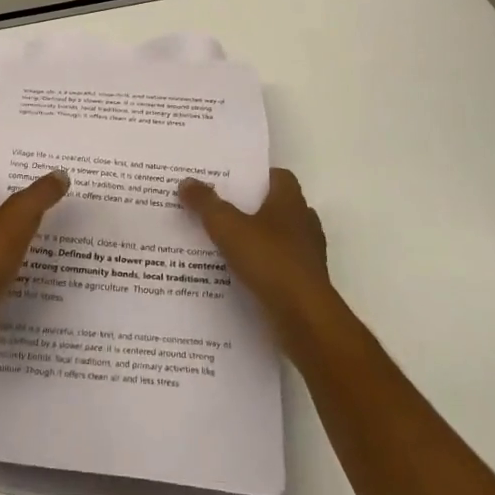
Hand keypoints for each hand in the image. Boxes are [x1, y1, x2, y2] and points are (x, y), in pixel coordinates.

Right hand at [179, 169, 339, 350]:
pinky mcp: (306, 283)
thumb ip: (206, 203)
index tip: (232, 180)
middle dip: (252, 208)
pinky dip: (263, 267)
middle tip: (219, 209)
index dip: (257, 176)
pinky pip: (280, 266)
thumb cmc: (269, 260)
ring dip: (258, 239)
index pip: (279, 177)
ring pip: (280, 238)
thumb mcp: (227, 227)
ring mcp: (308, 255)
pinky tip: (239, 274)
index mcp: (290, 202)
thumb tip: (186, 181)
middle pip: (278, 207)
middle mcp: (304, 223)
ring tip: (224, 243)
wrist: (304, 318)